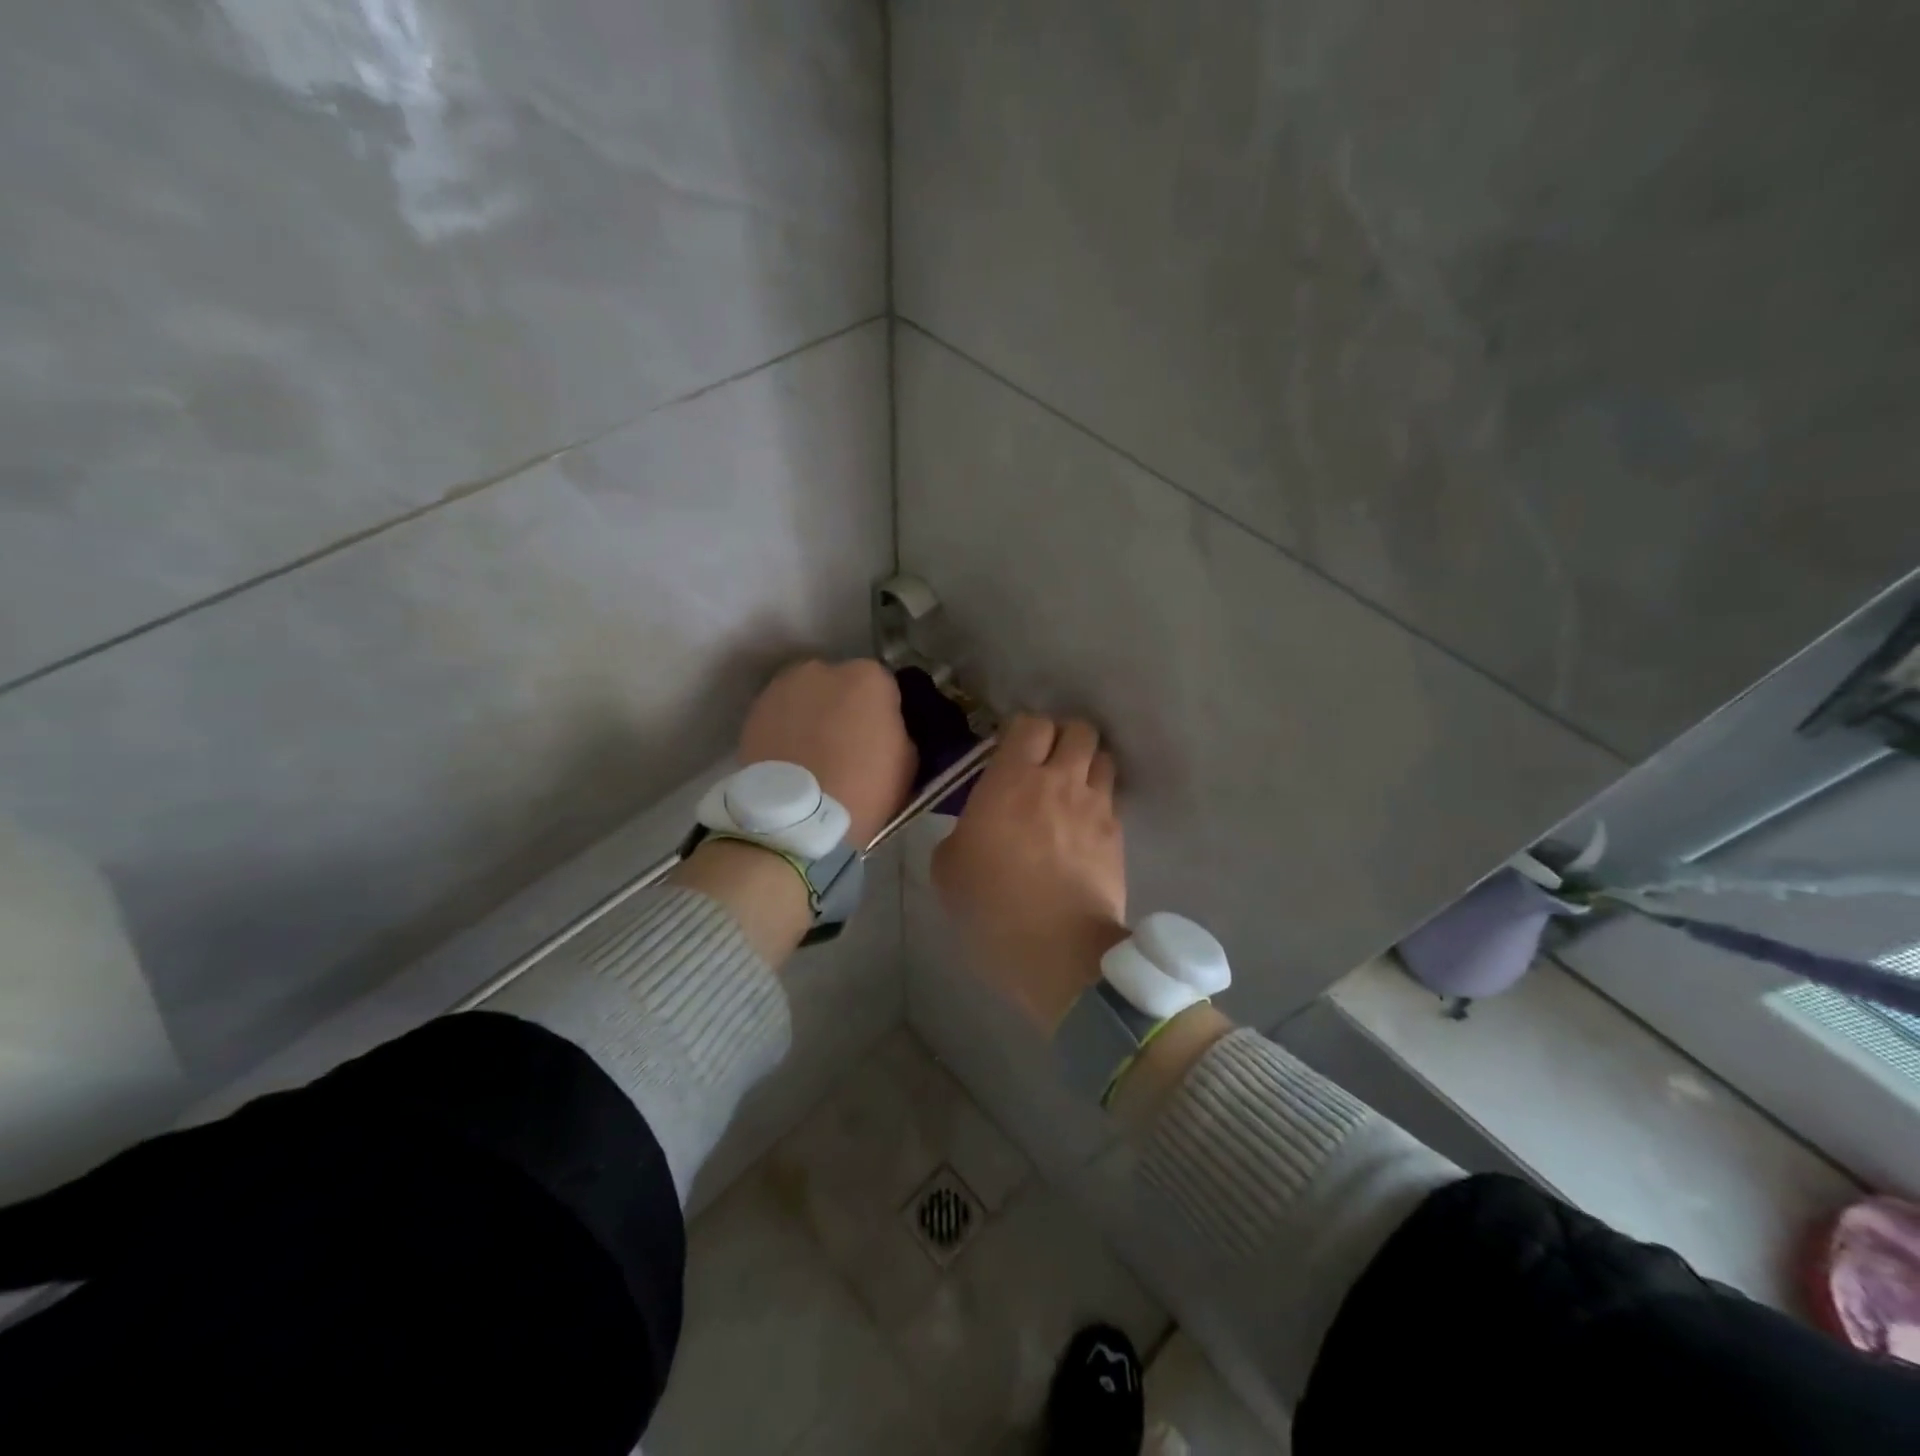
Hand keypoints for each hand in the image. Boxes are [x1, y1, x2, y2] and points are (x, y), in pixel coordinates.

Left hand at [738, 658, 916, 849]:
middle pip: (841, 684)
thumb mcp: (908, 762)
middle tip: (845, 744)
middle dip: (844, 706)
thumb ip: (898, 731)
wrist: (798, 818)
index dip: (883, 713)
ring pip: (807, 696)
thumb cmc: (864, 788)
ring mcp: (783, 687)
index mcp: (869, 677)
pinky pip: (780, 715)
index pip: (884, 686)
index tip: (880, 737)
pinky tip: (790, 757)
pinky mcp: (754, 710)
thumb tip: (885, 729)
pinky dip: (785, 729)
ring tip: (813, 752)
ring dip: (812, 714)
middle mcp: (824, 669)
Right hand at [932, 714, 1126, 1031]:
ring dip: (1088, 765)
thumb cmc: (991, 906)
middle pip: (1078, 729)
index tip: (1011, 752)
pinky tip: (1085, 827)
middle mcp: (1060, 780)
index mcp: (1012, 780)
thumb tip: (975, 828)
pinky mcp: (1118, 835)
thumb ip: (962, 832)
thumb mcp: (948, 867)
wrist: (1057, 949)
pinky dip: (1100, 802)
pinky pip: (1112, 800)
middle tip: (1047, 763)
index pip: (1030, 724)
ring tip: (1072, 789)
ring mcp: (1095, 806)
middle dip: (1064, 738)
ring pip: (1104, 759)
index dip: (1023, 732)